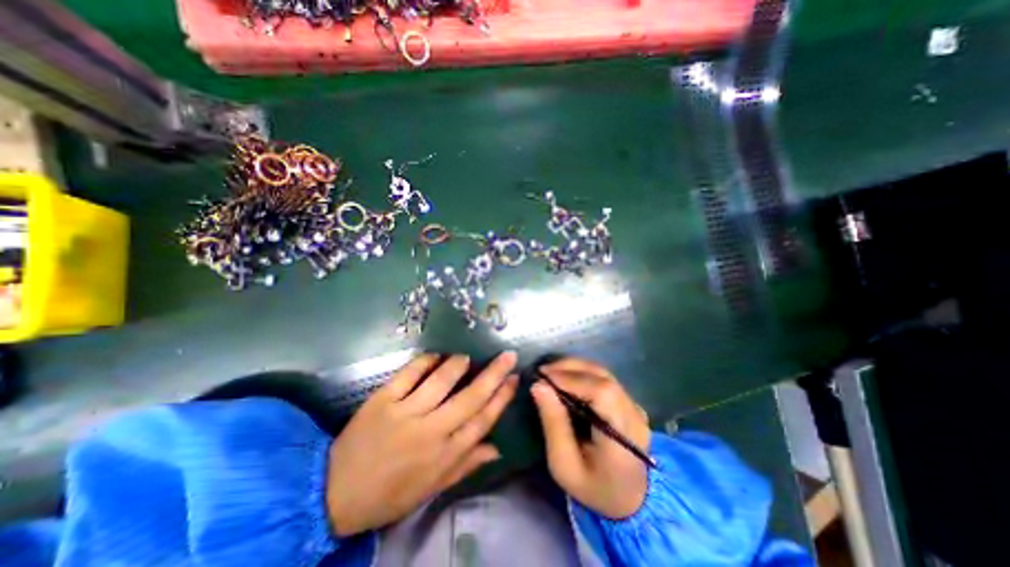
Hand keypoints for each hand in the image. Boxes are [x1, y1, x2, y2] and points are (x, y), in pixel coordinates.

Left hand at [329, 349, 519, 535]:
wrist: (335, 494)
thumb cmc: (391, 493)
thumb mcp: (432, 488)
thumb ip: (466, 465)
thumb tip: (497, 448)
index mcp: (444, 455)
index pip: (482, 420)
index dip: (502, 398)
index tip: (514, 379)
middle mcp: (430, 432)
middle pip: (470, 398)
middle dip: (493, 374)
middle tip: (508, 355)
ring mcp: (405, 413)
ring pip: (441, 381)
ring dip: (458, 365)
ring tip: (467, 357)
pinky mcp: (383, 400)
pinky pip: (409, 374)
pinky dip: (425, 361)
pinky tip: (436, 355)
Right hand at [532, 358, 649, 517]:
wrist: (629, 500)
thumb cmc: (593, 487)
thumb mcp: (564, 465)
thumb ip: (553, 424)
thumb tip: (539, 386)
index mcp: (622, 436)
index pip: (601, 393)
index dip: (571, 379)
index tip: (543, 376)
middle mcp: (633, 415)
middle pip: (603, 377)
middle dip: (570, 368)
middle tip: (543, 371)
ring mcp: (634, 406)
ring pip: (604, 374)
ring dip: (575, 368)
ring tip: (551, 372)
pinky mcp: (629, 402)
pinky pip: (605, 379)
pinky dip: (583, 374)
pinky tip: (566, 378)